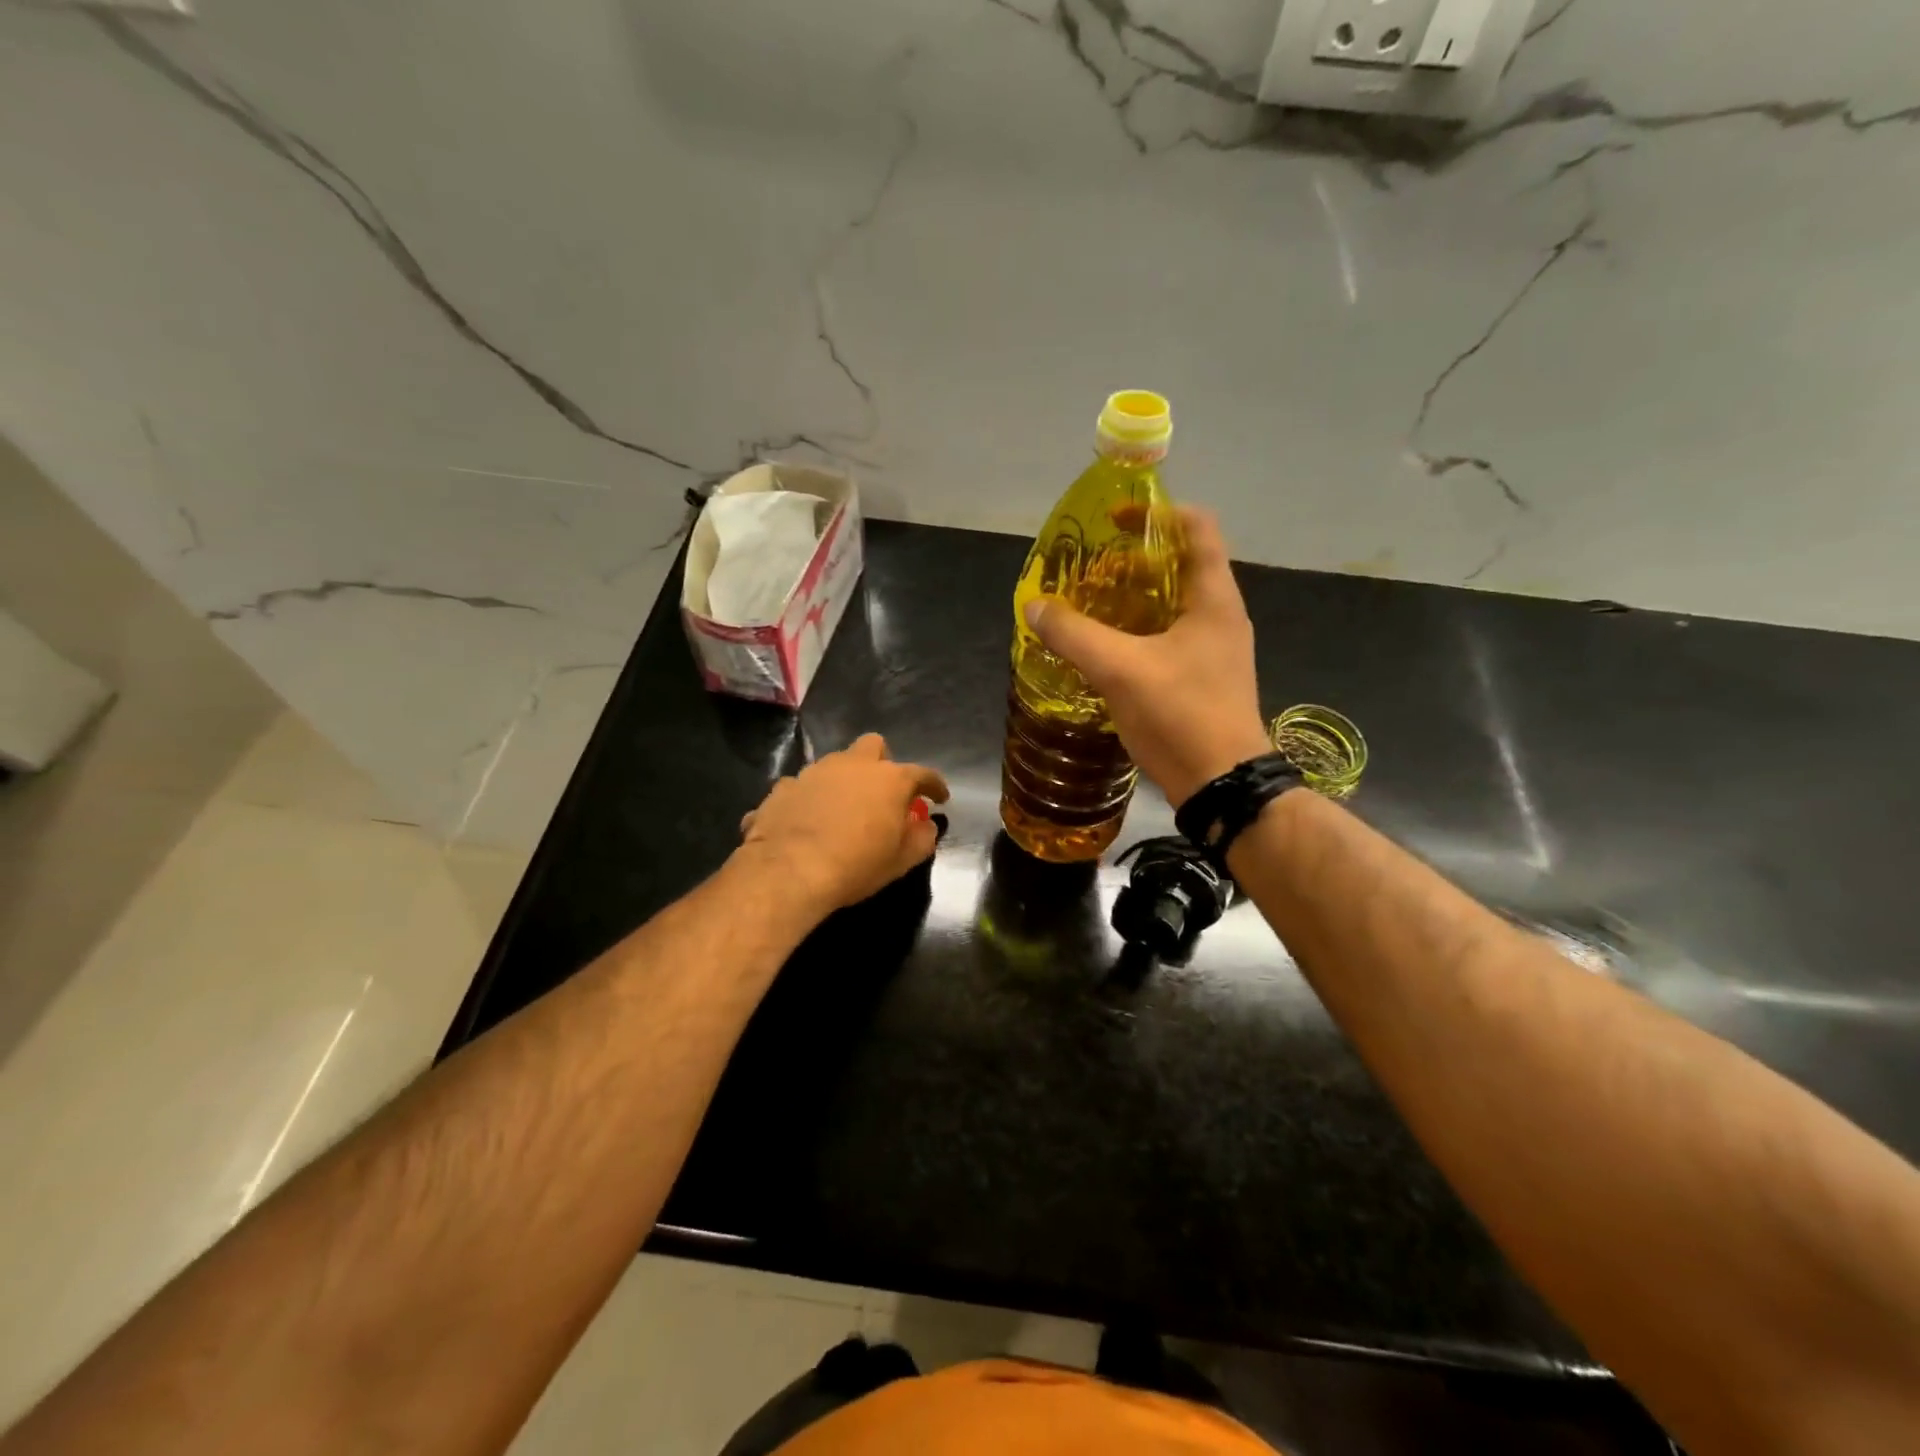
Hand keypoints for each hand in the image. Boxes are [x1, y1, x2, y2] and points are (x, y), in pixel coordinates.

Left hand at [737, 733, 949, 913]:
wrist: (789, 871)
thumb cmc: (856, 865)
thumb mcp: (901, 861)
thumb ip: (922, 838)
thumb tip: (925, 826)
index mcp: (889, 779)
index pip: (923, 774)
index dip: (934, 786)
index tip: (939, 798)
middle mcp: (853, 765)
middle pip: (874, 746)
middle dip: (882, 763)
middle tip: (882, 792)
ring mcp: (814, 772)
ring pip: (835, 763)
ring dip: (844, 780)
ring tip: (842, 809)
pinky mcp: (783, 787)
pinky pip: (803, 786)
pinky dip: (810, 799)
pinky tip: (807, 821)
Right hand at [1025, 506, 1269, 807]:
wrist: (1222, 784)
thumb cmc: (1180, 714)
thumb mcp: (1119, 669)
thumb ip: (1074, 634)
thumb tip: (1034, 606)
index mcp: (1213, 598)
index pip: (1198, 527)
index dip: (1158, 513)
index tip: (1116, 519)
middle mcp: (1221, 616)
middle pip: (1182, 564)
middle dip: (1137, 559)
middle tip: (1092, 568)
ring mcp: (1217, 650)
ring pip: (1175, 605)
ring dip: (1136, 599)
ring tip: (1092, 606)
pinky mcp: (1206, 679)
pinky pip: (1171, 638)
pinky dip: (1141, 632)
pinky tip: (1108, 651)